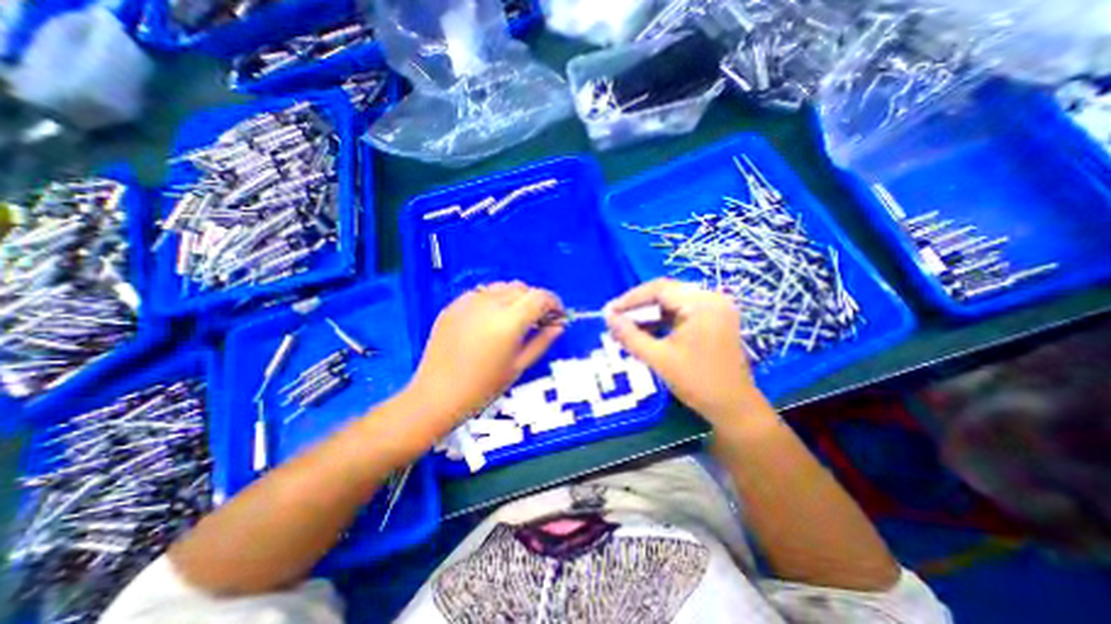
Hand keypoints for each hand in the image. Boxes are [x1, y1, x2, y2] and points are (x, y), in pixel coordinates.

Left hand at [407, 280, 565, 422]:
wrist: (438, 394)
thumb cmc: (484, 386)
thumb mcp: (519, 365)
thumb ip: (542, 341)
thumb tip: (559, 326)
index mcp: (509, 321)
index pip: (540, 297)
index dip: (554, 303)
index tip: (558, 315)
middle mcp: (490, 303)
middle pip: (522, 288)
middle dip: (535, 300)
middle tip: (538, 320)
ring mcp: (469, 301)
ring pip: (502, 287)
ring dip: (515, 297)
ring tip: (514, 318)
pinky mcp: (454, 305)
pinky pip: (482, 293)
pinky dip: (494, 300)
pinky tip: (490, 319)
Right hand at [603, 278, 758, 423]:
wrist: (734, 408)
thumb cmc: (697, 382)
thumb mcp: (658, 358)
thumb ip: (630, 336)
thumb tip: (608, 317)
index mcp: (702, 303)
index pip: (659, 289)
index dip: (630, 298)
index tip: (609, 311)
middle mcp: (711, 298)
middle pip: (666, 293)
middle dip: (638, 306)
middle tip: (615, 318)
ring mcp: (714, 308)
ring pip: (672, 302)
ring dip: (648, 314)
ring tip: (626, 327)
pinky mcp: (713, 319)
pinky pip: (681, 312)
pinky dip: (661, 320)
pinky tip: (645, 331)